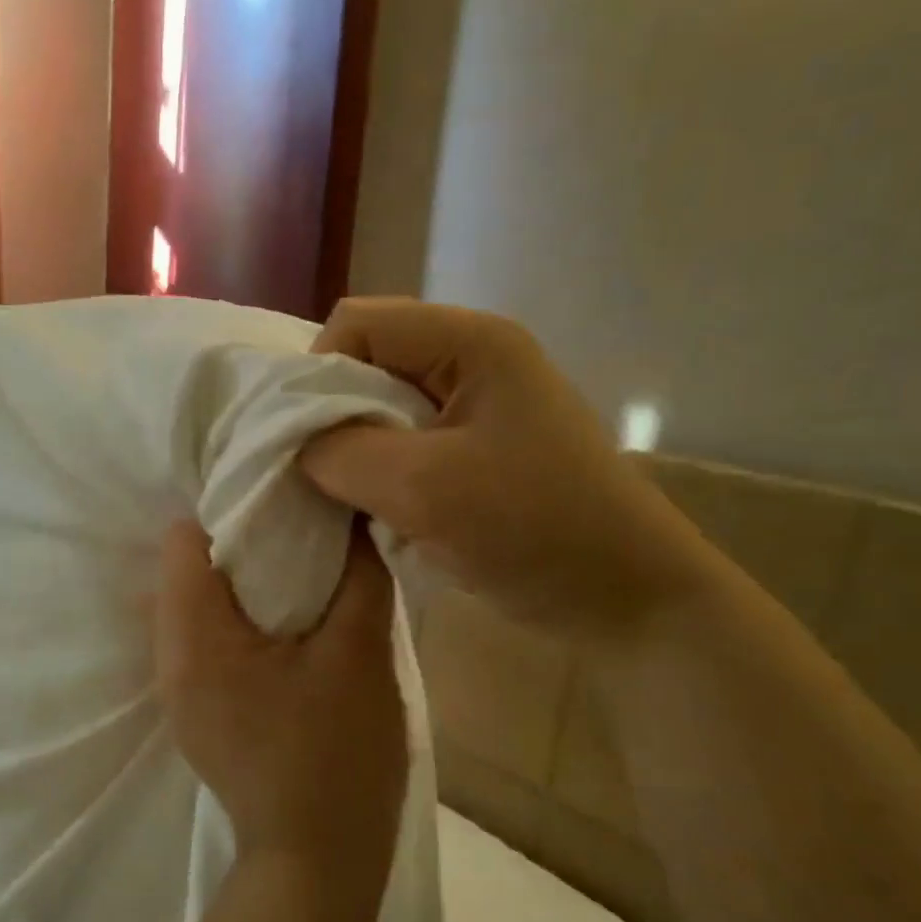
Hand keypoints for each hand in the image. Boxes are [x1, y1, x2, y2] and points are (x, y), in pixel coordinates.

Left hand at [154, 521, 408, 921]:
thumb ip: (358, 573)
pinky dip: (242, 620)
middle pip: (188, 568)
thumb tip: (351, 514)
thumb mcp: (359, 653)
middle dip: (243, 543)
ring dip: (245, 584)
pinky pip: (209, 640)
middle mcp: (169, 657)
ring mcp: (179, 689)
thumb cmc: (336, 756)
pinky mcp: (199, 711)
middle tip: (304, 538)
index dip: (235, 510)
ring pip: (199, 604)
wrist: (316, 865)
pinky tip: (291, 629)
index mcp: (194, 636)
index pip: (185, 537)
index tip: (288, 508)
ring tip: (303, 580)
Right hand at [301, 298, 710, 643]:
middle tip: (320, 476)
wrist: (625, 598)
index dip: (317, 374)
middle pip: (367, 363)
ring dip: (356, 452)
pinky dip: (381, 475)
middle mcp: (472, 360)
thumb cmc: (533, 528)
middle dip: (333, 417)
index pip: (357, 323)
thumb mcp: (422, 487)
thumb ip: (341, 453)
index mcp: (469, 342)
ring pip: (382, 409)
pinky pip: (406, 445)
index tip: (305, 443)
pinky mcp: (478, 451)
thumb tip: (295, 444)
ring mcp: (478, 407)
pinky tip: (381, 512)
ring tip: (350, 499)